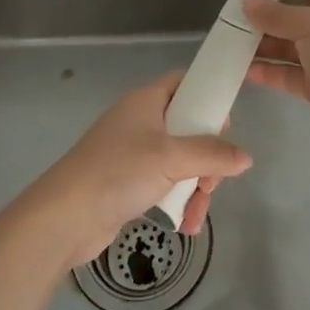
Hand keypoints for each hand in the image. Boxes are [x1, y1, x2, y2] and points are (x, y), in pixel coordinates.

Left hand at [33, 71, 253, 266]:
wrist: (65, 216)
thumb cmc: (119, 172)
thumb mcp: (172, 158)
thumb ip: (212, 154)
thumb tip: (245, 158)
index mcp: (147, 101)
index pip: (185, 84)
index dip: (208, 99)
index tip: (224, 128)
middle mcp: (140, 122)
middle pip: (188, 129)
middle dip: (206, 159)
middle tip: (211, 183)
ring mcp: (132, 153)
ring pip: (179, 162)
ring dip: (195, 188)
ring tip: (197, 215)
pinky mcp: (126, 183)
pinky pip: (163, 184)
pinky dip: (176, 201)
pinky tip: (185, 225)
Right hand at [243, 0, 309, 164]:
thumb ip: (277, 14)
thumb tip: (247, 1)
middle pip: (293, 11)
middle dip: (263, 13)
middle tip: (227, 14)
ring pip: (288, 43)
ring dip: (261, 43)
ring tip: (227, 42)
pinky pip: (289, 72)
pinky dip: (269, 70)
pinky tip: (241, 70)